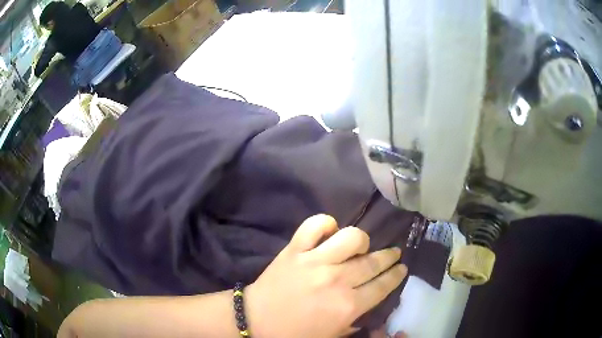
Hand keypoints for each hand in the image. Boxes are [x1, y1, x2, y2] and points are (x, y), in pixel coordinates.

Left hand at [245, 214, 407, 337]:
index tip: (402, 268)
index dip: (396, 275)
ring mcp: (315, 261)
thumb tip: (371, 301)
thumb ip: (357, 319)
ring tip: (359, 247)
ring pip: (351, 237)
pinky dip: (325, 224)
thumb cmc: (296, 333)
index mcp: (348, 306)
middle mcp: (337, 280)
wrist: (257, 321)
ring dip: (361, 241)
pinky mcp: (295, 249)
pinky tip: (329, 232)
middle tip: (394, 254)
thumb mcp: (333, 335)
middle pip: (373, 262)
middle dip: (390, 257)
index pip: (383, 285)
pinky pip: (315, 225)